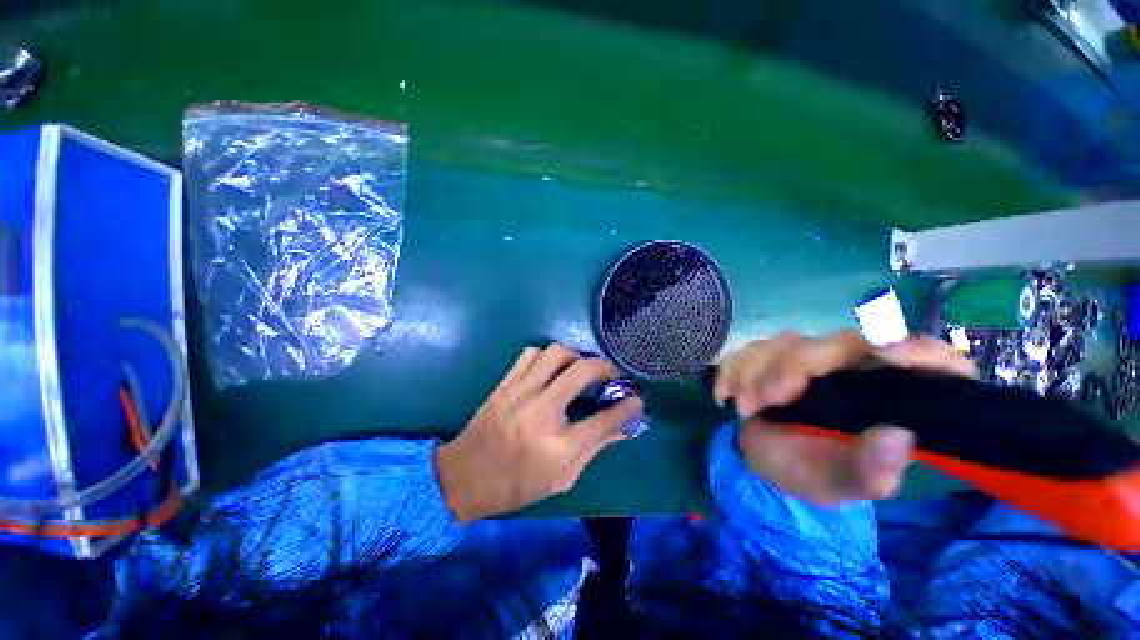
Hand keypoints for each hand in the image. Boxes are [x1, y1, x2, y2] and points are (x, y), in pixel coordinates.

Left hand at [436, 345, 643, 522]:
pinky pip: (531, 354)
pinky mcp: (506, 384)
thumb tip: (623, 429)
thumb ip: (594, 450)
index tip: (636, 399)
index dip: (627, 407)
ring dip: (575, 357)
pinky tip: (551, 370)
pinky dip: (547, 357)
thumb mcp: (561, 480)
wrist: (464, 477)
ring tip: (579, 369)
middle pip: (582, 372)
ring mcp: (520, 393)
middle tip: (610, 374)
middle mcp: (541, 413)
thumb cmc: (516, 486)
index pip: (604, 420)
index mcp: (558, 447)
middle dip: (605, 368)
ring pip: (556, 353)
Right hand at [714, 331, 975, 505]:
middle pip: (836, 344)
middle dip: (789, 369)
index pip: (927, 358)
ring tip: (741, 408)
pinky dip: (733, 369)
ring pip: (785, 344)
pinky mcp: (775, 354)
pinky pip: (751, 349)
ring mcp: (812, 356)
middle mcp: (856, 367)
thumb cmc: (812, 473)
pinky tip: (726, 395)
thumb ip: (869, 469)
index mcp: (892, 397)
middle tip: (758, 403)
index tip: (887, 355)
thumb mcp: (841, 482)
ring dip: (754, 372)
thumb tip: (898, 437)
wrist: (765, 461)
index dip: (915, 349)